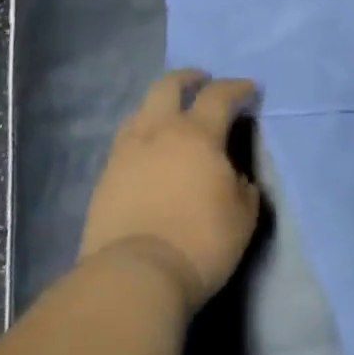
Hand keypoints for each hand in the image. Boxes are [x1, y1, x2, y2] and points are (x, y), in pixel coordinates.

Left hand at [80, 69, 262, 311]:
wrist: (134, 276)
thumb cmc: (200, 242)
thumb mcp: (243, 216)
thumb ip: (243, 186)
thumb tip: (235, 177)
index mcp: (197, 134)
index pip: (219, 95)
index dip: (236, 87)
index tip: (248, 89)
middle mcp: (159, 132)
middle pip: (168, 86)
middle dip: (188, 78)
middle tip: (201, 81)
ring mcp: (126, 152)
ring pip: (141, 110)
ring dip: (160, 105)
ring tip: (171, 116)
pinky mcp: (105, 177)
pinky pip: (125, 140)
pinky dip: (142, 134)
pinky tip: (149, 151)